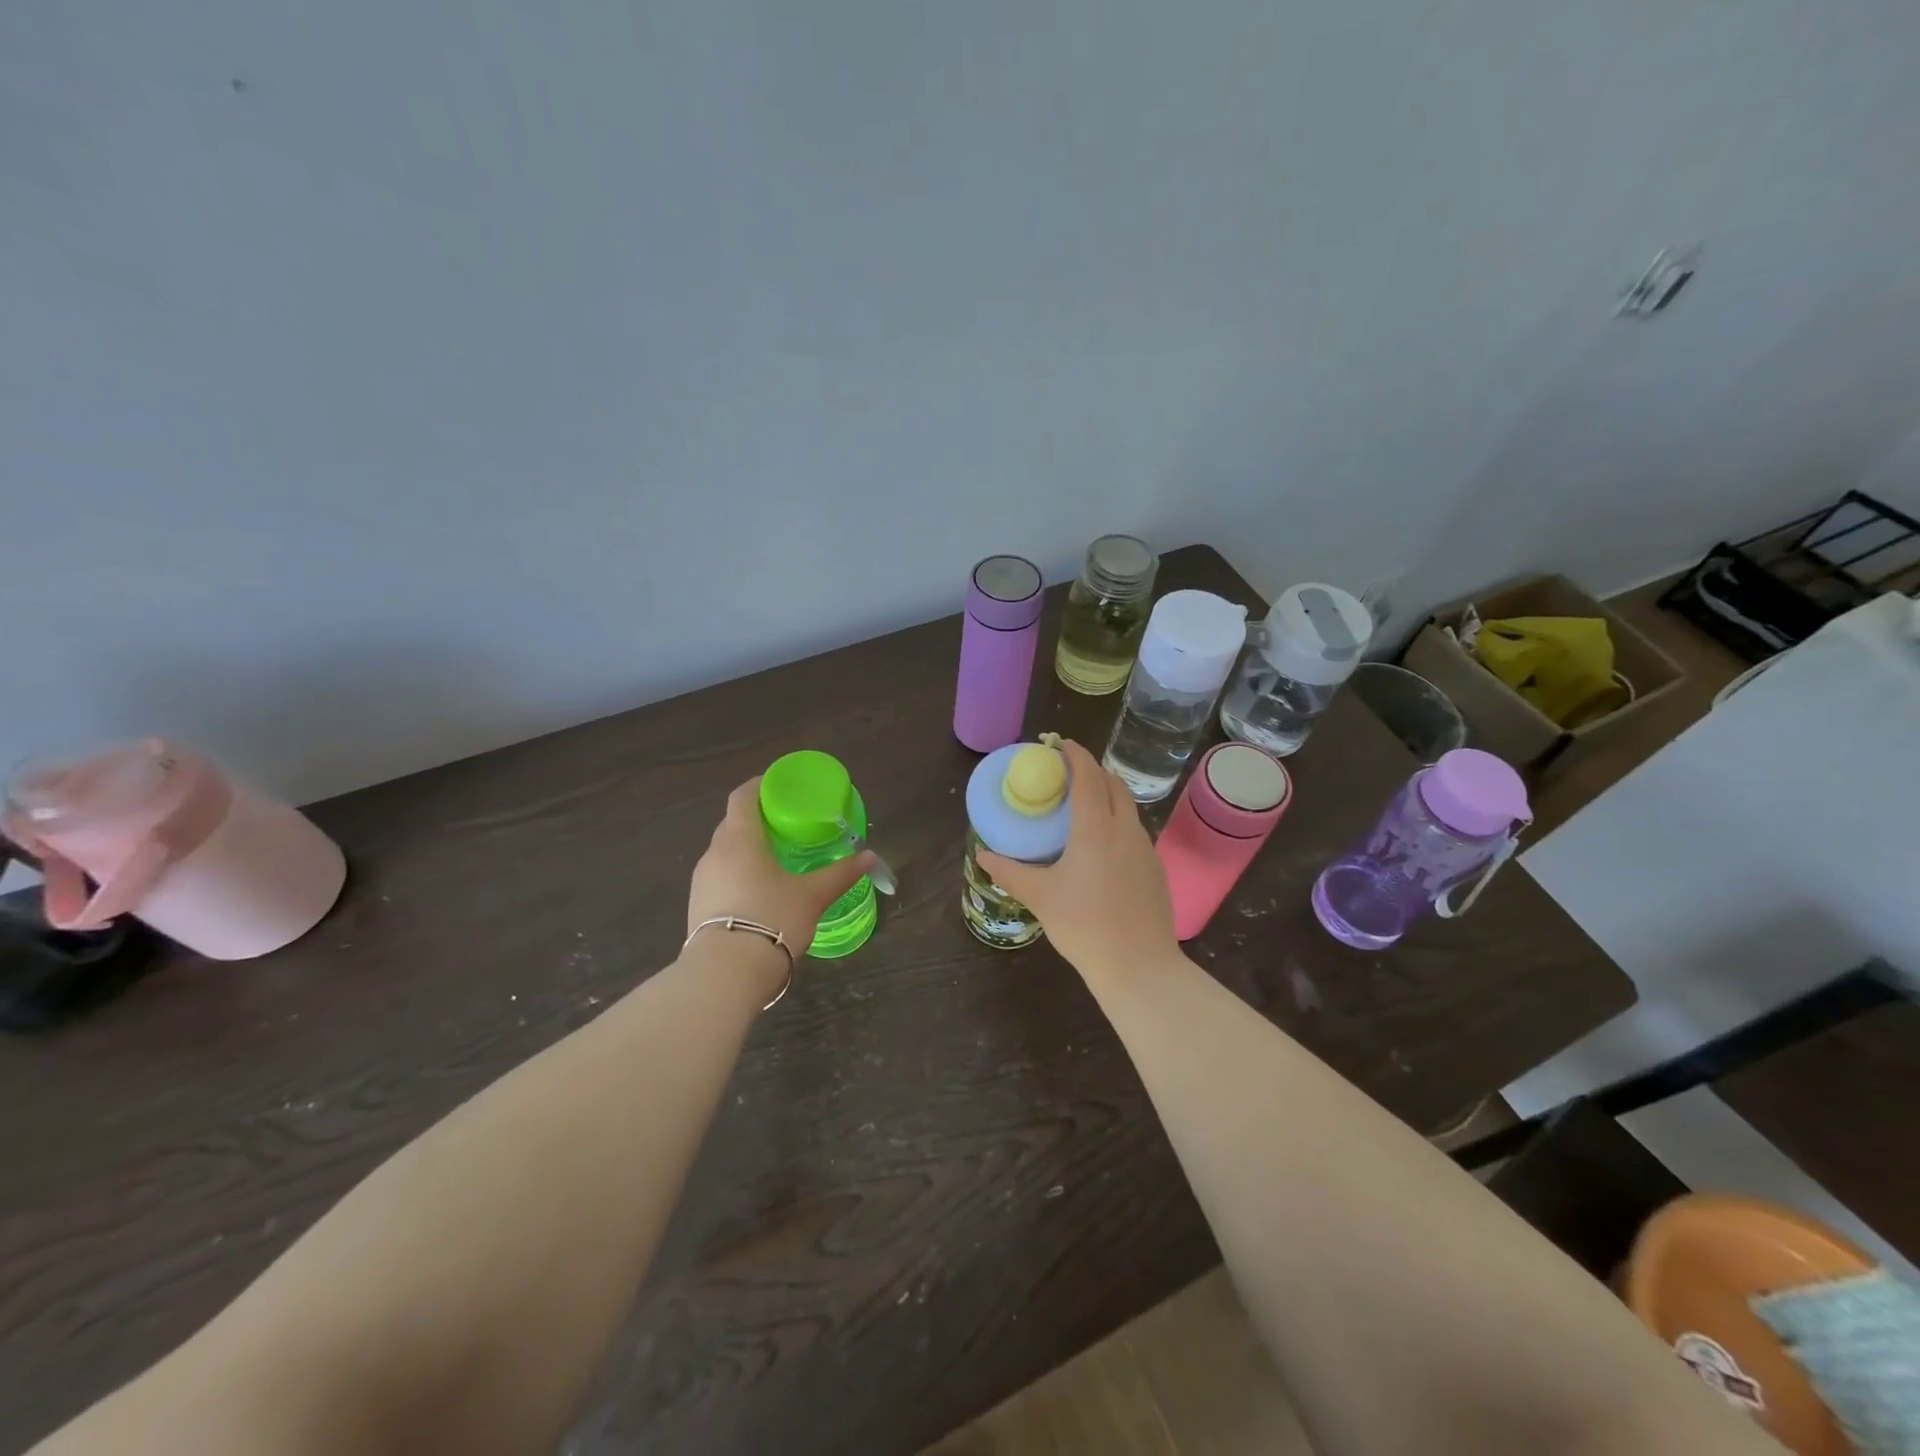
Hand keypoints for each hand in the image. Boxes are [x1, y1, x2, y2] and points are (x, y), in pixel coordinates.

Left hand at [688, 777, 875, 955]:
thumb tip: (870, 856)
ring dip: (745, 848)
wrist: (725, 975)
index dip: (758, 785)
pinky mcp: (696, 906)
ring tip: (773, 858)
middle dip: (755, 818)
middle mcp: (714, 854)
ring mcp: (701, 881)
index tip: (777, 785)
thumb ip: (840, 874)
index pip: (742, 797)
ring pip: (724, 852)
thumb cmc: (771, 920)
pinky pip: (719, 876)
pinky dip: (737, 872)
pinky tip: (757, 890)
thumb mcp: (812, 896)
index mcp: (740, 840)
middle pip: (732, 823)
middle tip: (784, 823)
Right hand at [976, 740, 1178, 982]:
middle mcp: (1125, 829)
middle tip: (1067, 775)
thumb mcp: (1040, 897)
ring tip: (1082, 808)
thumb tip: (982, 856)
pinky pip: (1134, 831)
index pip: (1088, 776)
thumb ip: (1009, 872)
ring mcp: (1145, 849)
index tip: (1059, 744)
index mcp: (1096, 828)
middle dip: (1092, 771)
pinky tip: (1102, 847)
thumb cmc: (1084, 926)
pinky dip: (1117, 822)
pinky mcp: (1155, 869)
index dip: (1075, 755)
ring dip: (1107, 796)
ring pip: (1127, 807)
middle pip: (1113, 784)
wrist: (1139, 967)